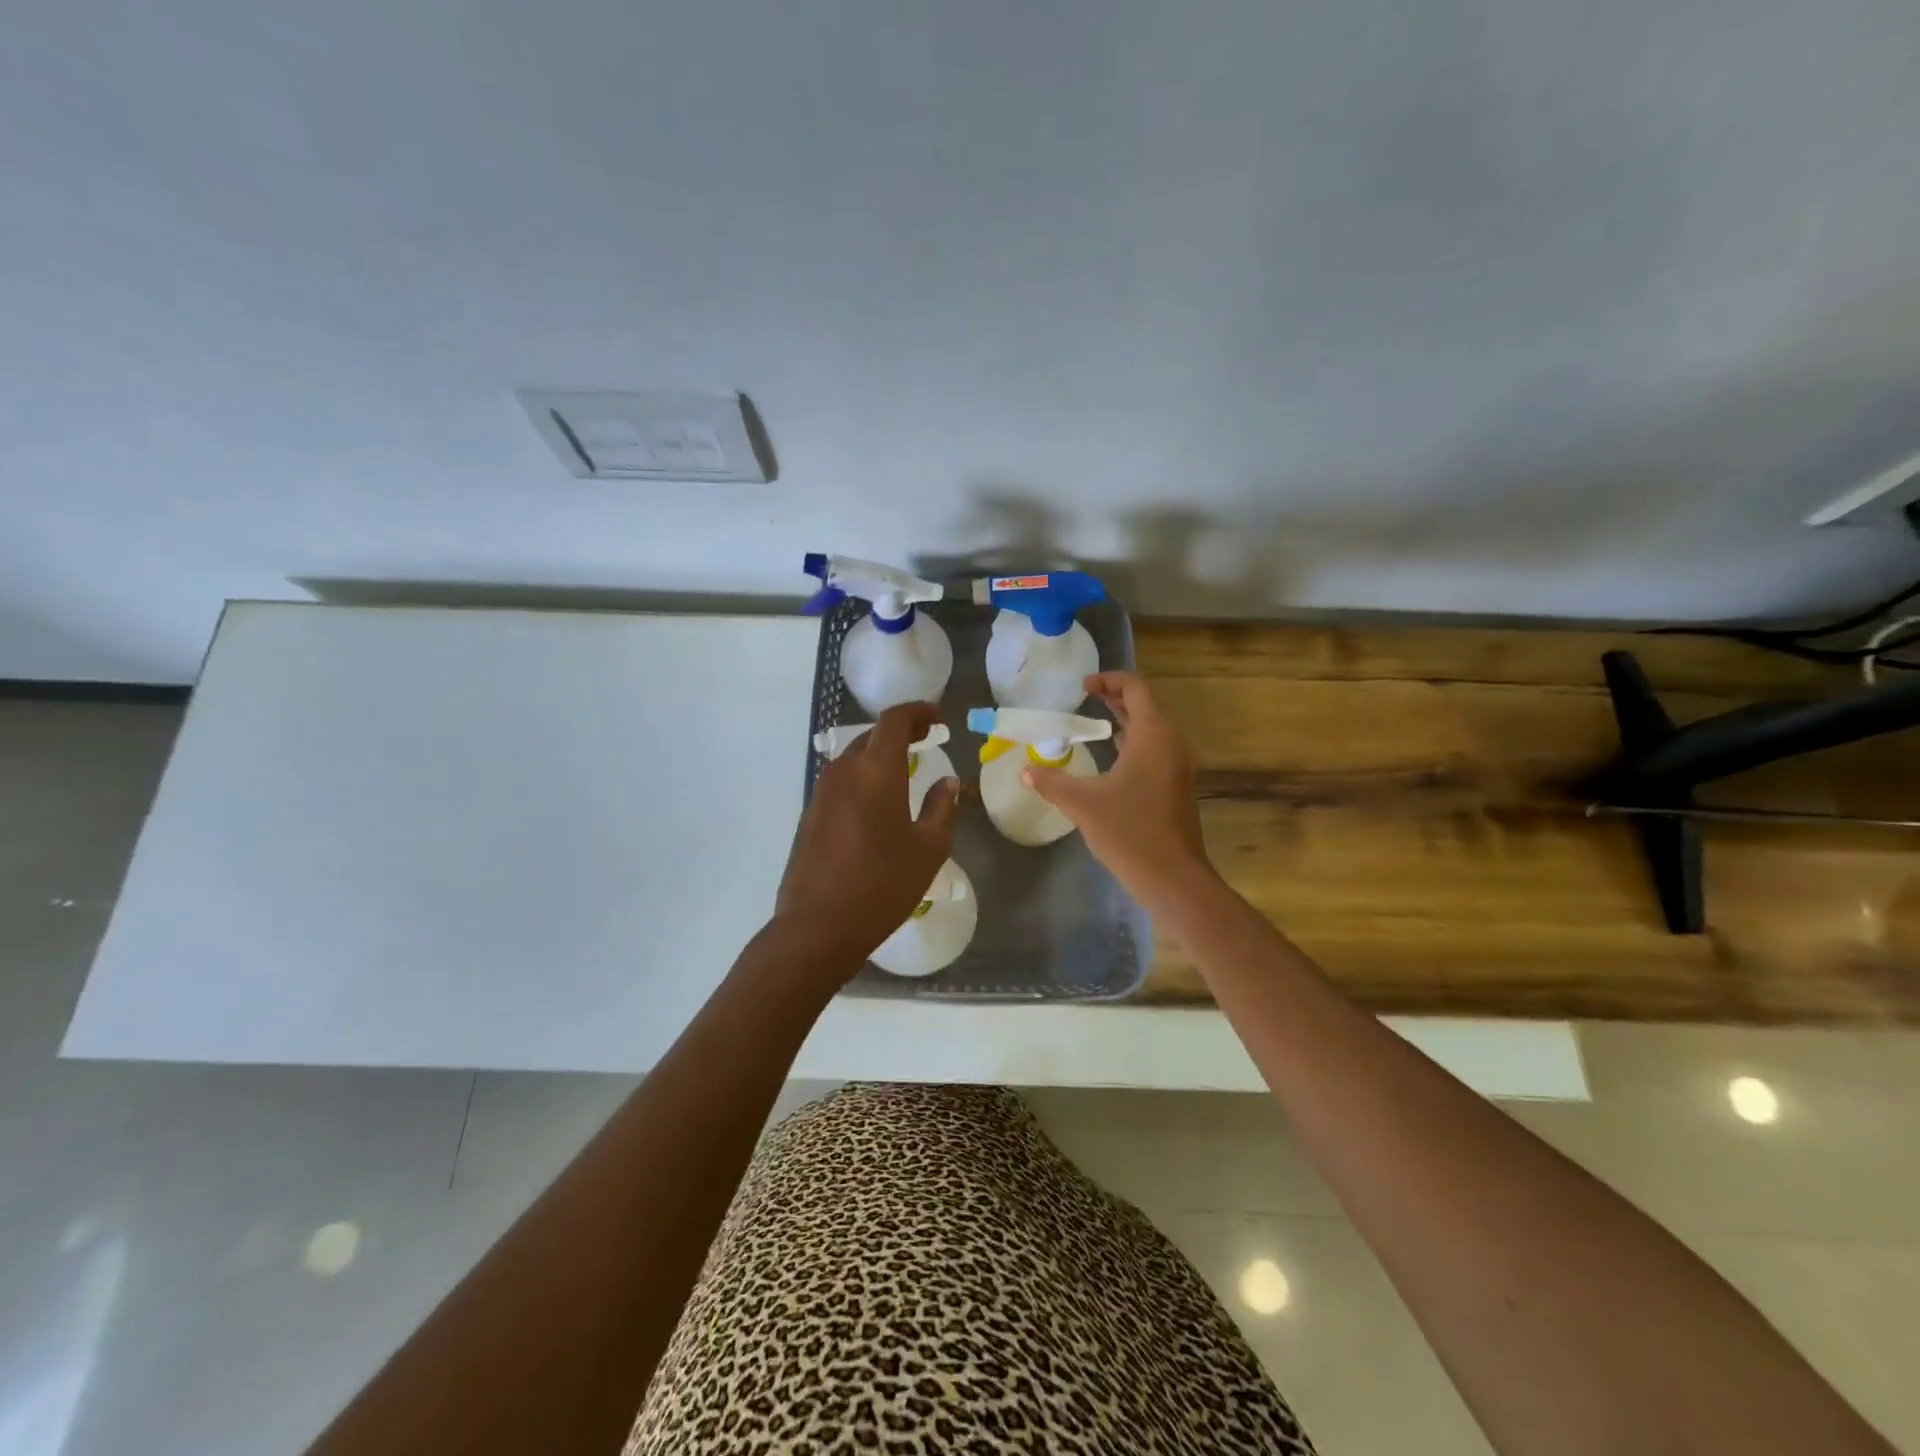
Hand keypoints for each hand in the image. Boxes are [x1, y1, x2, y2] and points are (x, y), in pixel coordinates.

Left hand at [773, 702, 960, 975]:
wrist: (817, 927)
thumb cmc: (882, 885)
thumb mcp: (928, 849)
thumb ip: (941, 808)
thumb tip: (948, 782)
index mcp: (875, 771)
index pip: (894, 721)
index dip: (918, 712)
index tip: (938, 718)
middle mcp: (843, 772)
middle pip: (871, 737)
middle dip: (900, 732)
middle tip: (926, 740)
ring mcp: (820, 794)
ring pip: (852, 759)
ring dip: (878, 756)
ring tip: (903, 770)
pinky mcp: (808, 816)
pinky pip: (840, 783)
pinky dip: (862, 779)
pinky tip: (875, 804)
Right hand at [1023, 672, 1214, 905]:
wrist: (1172, 877)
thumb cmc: (1129, 831)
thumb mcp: (1082, 803)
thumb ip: (1052, 782)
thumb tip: (1025, 772)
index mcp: (1153, 735)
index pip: (1136, 688)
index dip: (1109, 680)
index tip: (1083, 686)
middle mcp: (1171, 743)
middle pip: (1146, 706)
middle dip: (1116, 697)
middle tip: (1086, 698)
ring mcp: (1178, 766)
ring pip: (1152, 729)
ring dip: (1126, 720)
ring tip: (1095, 721)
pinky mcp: (1176, 786)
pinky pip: (1155, 750)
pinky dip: (1134, 743)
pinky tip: (1112, 756)